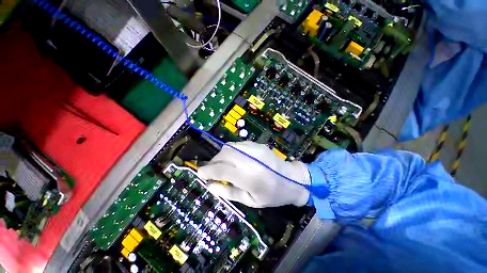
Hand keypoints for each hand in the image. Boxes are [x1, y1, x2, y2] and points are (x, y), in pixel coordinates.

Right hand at [198, 141, 310, 207]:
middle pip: (223, 155)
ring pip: (229, 147)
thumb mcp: (250, 201)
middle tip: (212, 170)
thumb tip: (210, 186)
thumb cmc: (272, 195)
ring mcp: (255, 149)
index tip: (200, 173)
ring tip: (222, 164)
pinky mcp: (257, 144)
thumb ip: (228, 193)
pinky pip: (237, 144)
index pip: (221, 170)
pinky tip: (234, 159)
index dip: (207, 171)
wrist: (292, 179)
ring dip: (221, 155)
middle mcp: (251, 159)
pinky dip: (231, 151)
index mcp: (249, 178)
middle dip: (213, 162)